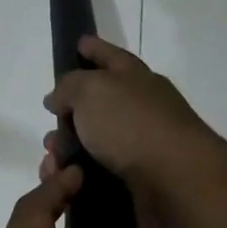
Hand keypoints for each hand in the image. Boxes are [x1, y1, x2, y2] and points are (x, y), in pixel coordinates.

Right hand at [40, 36, 226, 227]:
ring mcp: (143, 149)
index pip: (111, 57)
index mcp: (136, 80)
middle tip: (50, 127)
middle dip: (69, 115)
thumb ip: (69, 87)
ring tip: (51, 163)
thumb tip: (58, 98)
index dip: (94, 49)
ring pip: (95, 146)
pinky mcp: (139, 184)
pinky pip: (99, 178)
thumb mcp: (92, 90)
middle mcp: (142, 110)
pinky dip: (79, 180)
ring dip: (69, 152)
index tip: (79, 43)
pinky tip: (65, 184)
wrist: (176, 183)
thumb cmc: (132, 125)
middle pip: (100, 106)